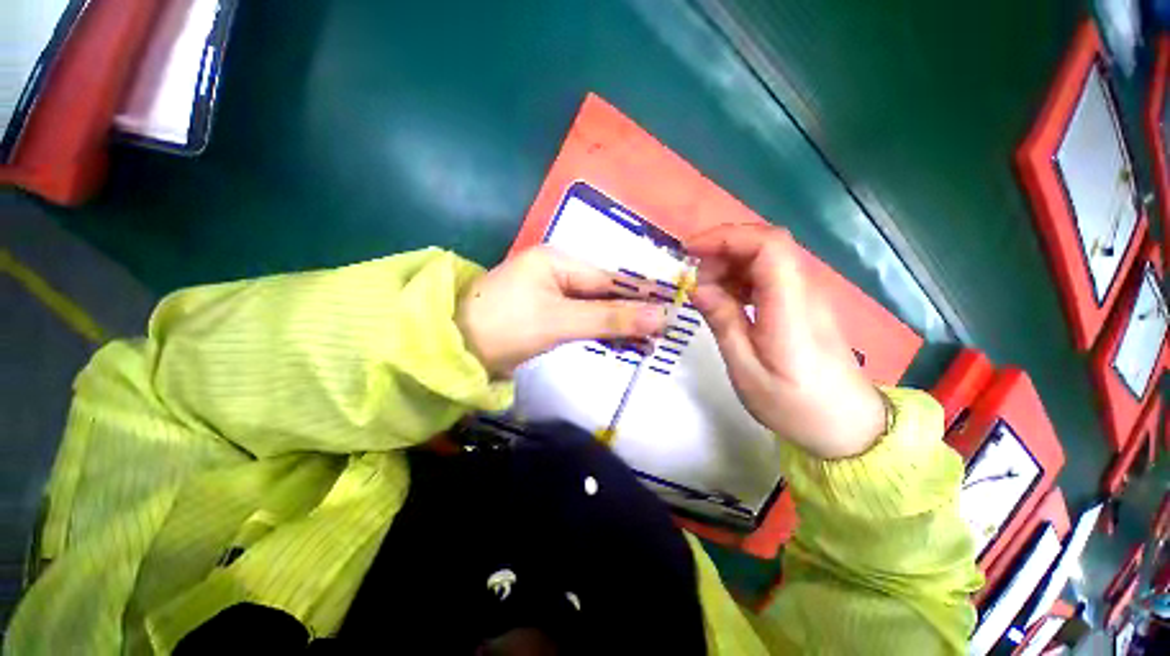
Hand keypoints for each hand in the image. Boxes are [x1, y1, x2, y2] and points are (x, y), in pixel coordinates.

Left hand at [456, 246, 668, 377]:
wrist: (455, 351)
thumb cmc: (505, 327)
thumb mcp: (560, 321)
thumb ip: (610, 318)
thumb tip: (661, 316)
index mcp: (557, 260)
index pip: (610, 278)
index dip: (641, 294)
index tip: (672, 308)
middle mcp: (557, 271)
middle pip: (605, 292)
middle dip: (633, 313)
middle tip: (663, 332)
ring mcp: (552, 294)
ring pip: (596, 307)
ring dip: (620, 325)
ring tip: (649, 344)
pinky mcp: (547, 314)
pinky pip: (582, 319)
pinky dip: (601, 332)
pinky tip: (622, 343)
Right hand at [688, 225, 886, 459]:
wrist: (846, 425)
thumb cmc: (793, 405)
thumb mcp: (746, 369)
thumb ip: (723, 323)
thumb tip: (698, 287)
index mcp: (790, 307)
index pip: (768, 245)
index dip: (727, 237)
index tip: (690, 251)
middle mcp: (803, 291)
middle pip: (766, 243)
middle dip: (722, 249)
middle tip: (694, 278)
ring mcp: (805, 296)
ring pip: (766, 257)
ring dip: (729, 263)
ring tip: (705, 291)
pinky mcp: (801, 305)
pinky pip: (769, 276)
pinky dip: (740, 277)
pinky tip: (725, 299)